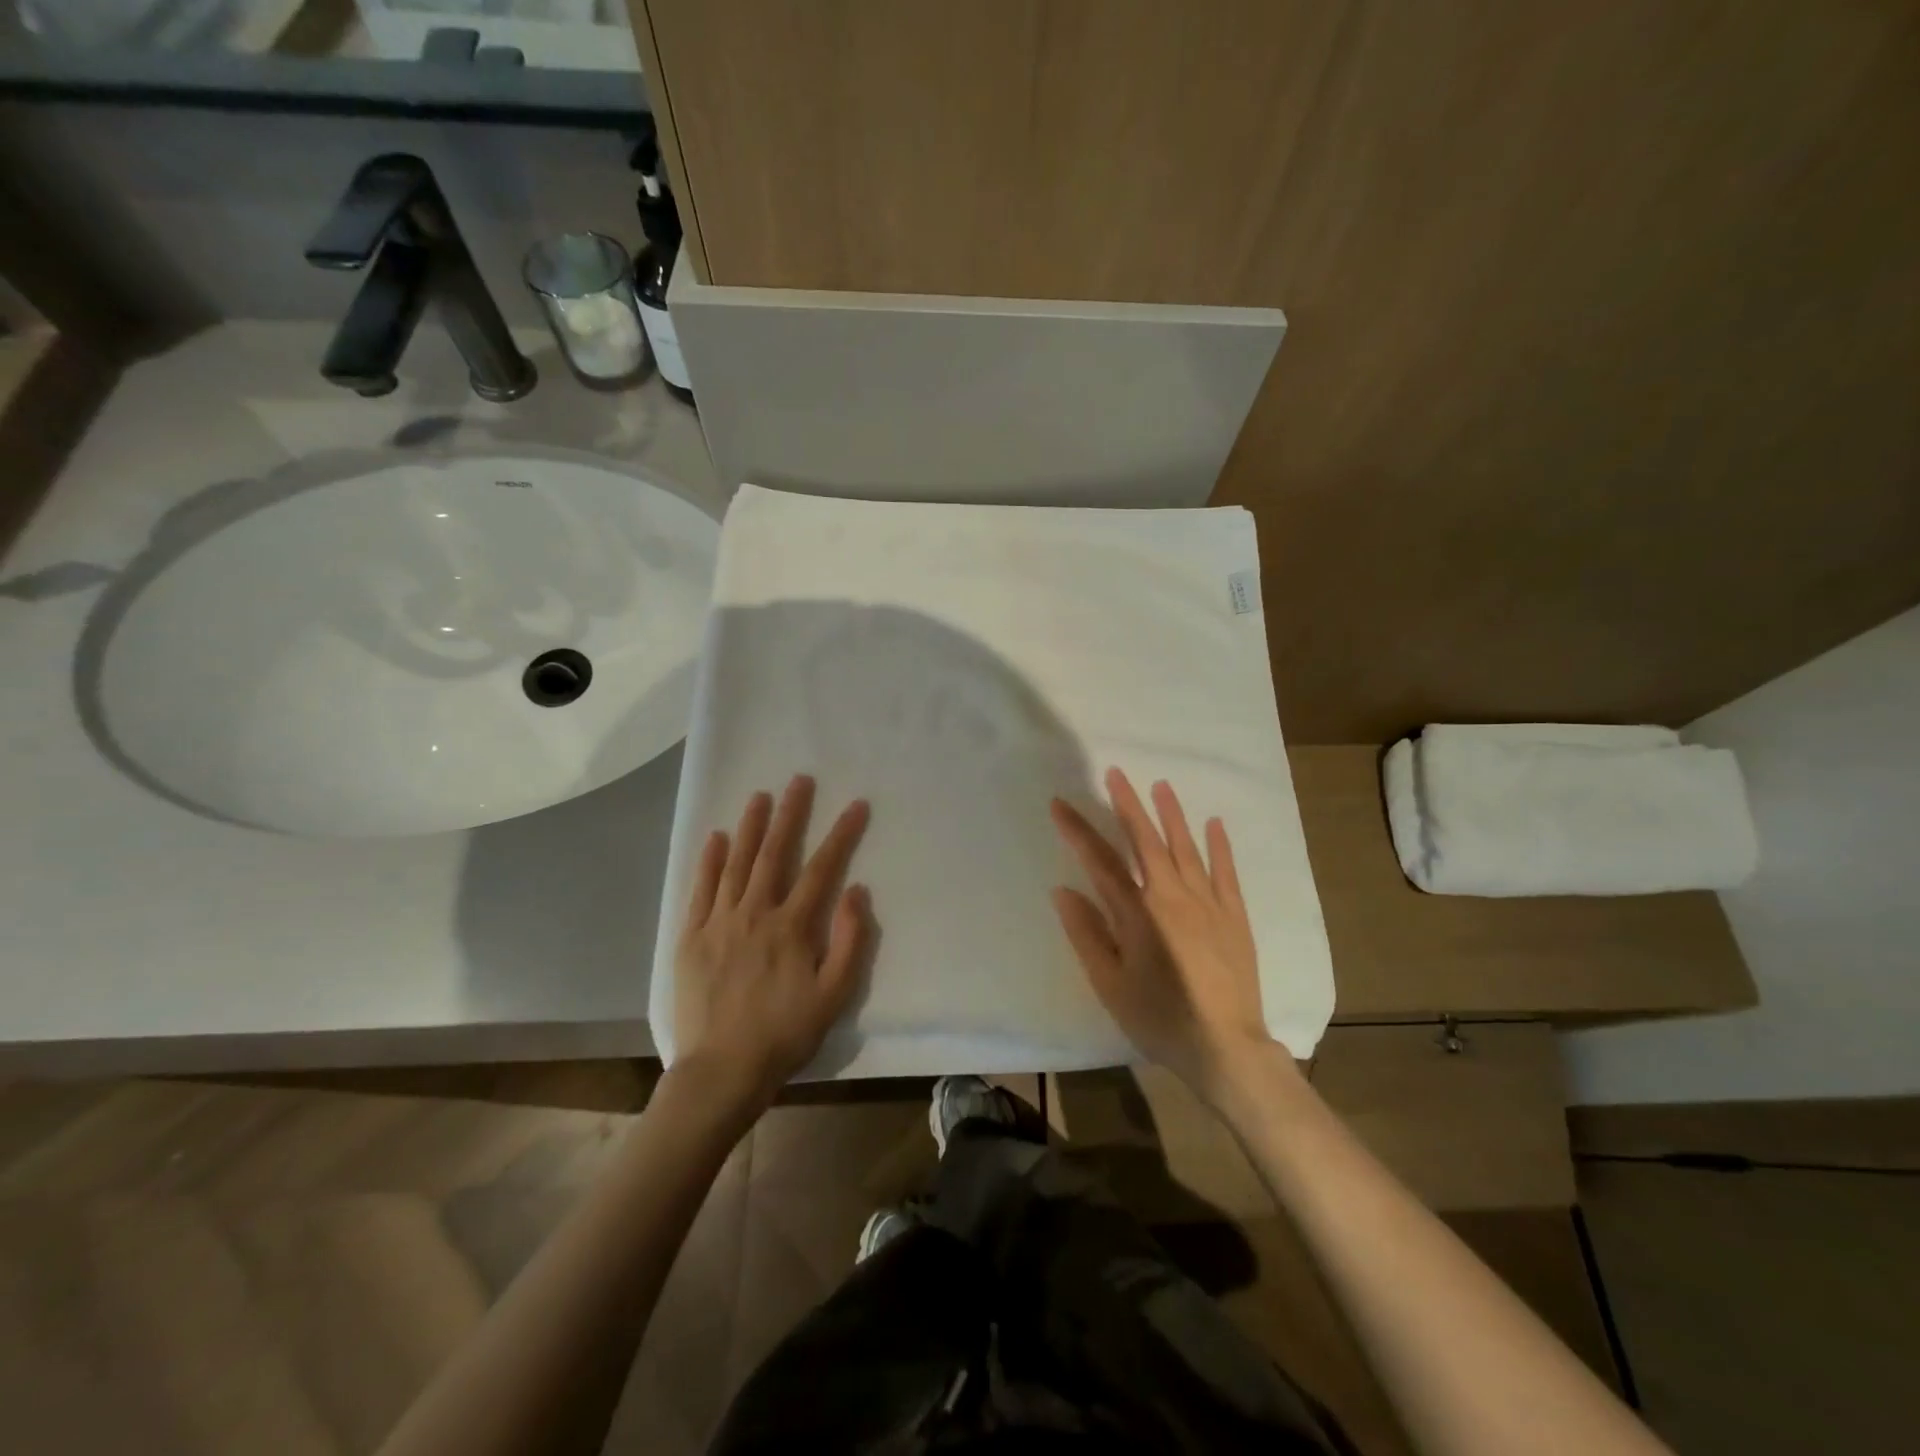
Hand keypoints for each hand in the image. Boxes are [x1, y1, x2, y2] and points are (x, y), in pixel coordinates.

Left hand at [674, 775, 871, 1110]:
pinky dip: (708, 861)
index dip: (841, 834)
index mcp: (791, 927)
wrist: (722, 1071)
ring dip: (749, 827)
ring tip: (760, 796)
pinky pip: (700, 890)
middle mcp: (754, 914)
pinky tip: (715, 838)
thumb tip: (856, 891)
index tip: (856, 805)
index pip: (822, 869)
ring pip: (736, 863)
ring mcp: (718, 922)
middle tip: (799, 780)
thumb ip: (849, 941)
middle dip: (790, 814)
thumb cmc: (785, 1034)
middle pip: (774, 853)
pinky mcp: (690, 937)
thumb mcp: (833, 995)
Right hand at [1050, 768, 1276, 1102]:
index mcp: (1137, 913)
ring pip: (1186, 847)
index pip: (1100, 861)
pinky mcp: (1235, 916)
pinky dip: (1219, 846)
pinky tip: (1214, 824)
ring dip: (1171, 814)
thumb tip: (1063, 890)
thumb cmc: (1160, 1019)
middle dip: (1128, 804)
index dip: (1078, 830)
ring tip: (1160, 785)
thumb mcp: (1110, 985)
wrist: (1226, 1048)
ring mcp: (1208, 903)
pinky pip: (1225, 871)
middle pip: (1146, 841)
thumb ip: (1086, 934)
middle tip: (1115, 773)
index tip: (1060, 804)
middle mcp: (1171, 896)